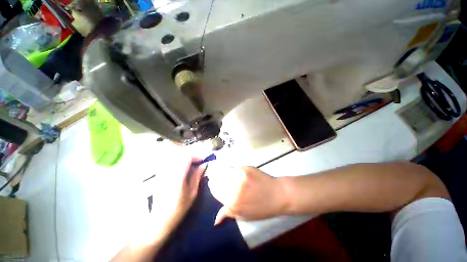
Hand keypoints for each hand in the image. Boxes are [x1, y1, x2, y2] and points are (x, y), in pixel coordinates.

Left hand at [134, 157, 205, 245]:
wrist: (160, 220)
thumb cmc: (179, 208)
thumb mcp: (192, 193)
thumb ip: (197, 176)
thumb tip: (204, 165)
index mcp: (178, 177)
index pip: (187, 158)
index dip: (196, 156)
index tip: (202, 160)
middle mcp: (168, 172)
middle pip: (180, 155)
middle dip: (191, 156)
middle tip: (197, 162)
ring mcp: (162, 173)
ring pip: (174, 158)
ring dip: (184, 158)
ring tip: (191, 165)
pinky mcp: (159, 176)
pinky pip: (169, 163)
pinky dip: (177, 162)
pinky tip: (181, 169)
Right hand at [206, 164, 288, 224]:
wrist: (278, 194)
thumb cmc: (262, 208)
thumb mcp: (244, 215)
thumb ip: (228, 213)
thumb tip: (215, 220)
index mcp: (232, 202)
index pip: (215, 190)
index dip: (213, 186)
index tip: (213, 183)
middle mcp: (234, 188)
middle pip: (217, 178)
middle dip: (216, 178)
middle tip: (220, 178)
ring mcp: (240, 175)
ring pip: (224, 171)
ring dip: (224, 172)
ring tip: (229, 175)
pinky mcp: (246, 168)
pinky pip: (234, 168)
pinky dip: (234, 170)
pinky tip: (239, 173)